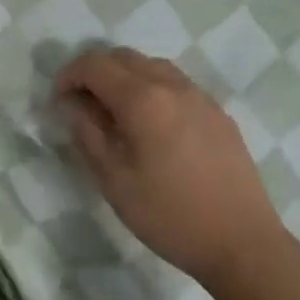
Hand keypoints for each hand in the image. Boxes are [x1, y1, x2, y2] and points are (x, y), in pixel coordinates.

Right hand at [55, 47, 289, 287]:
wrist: (242, 242)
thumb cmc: (169, 215)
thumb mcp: (114, 180)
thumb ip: (88, 134)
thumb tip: (71, 105)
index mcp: (143, 99)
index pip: (95, 65)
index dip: (68, 76)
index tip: (57, 102)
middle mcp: (173, 85)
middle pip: (123, 57)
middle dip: (94, 72)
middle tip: (81, 105)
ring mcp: (200, 96)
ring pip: (152, 66)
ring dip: (124, 77)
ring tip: (114, 114)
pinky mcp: (217, 112)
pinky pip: (175, 84)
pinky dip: (151, 89)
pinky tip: (151, 126)